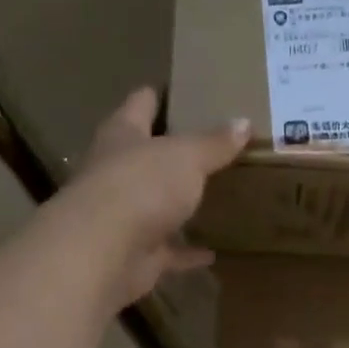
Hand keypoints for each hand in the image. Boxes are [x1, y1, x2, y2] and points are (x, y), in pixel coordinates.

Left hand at [47, 87, 248, 308]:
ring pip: (155, 206)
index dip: (156, 96)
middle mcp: (117, 172)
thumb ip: (214, 143)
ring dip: (177, 206)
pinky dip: (186, 253)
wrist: (104, 252)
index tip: (179, 92)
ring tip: (212, 199)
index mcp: (122, 136)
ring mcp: (124, 216)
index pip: (139, 105)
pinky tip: (212, 252)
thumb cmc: (141, 185)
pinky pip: (168, 252)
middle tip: (209, 148)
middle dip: (170, 154)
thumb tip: (244, 122)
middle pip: (145, 157)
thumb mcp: (186, 156)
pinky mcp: (136, 255)